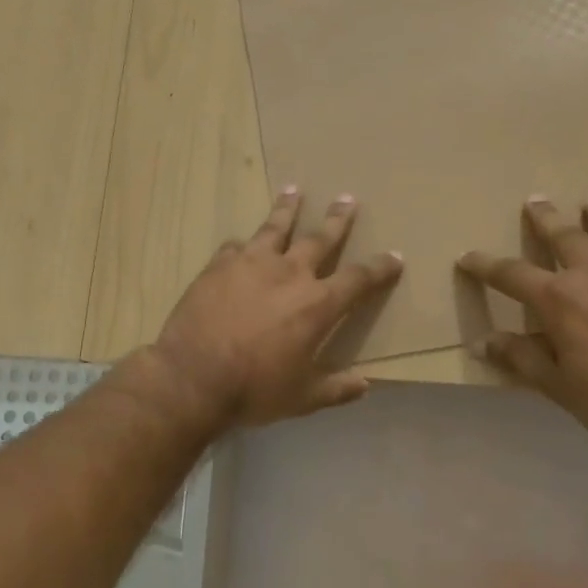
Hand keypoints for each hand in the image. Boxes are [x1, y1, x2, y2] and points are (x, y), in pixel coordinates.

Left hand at [151, 188, 403, 427]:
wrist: (193, 376)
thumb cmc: (254, 389)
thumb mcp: (303, 397)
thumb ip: (336, 389)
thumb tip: (365, 385)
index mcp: (317, 304)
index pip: (359, 279)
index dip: (380, 267)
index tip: (394, 256)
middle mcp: (290, 273)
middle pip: (320, 238)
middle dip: (337, 219)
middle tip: (347, 198)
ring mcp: (252, 263)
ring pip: (275, 227)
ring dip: (287, 208)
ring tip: (293, 190)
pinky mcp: (219, 265)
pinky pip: (236, 247)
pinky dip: (243, 245)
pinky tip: (241, 243)